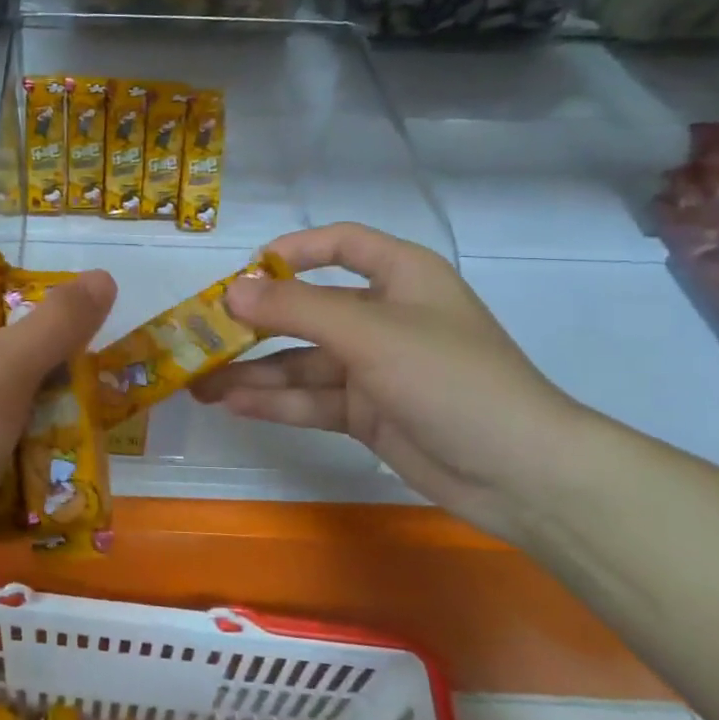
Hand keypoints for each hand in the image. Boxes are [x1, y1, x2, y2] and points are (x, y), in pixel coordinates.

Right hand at [191, 223, 591, 536]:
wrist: (519, 474)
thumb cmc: (450, 378)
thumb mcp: (370, 334)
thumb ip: (297, 311)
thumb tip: (231, 291)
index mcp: (401, 276)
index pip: (341, 245)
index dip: (292, 252)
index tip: (244, 273)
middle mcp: (384, 316)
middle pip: (308, 310)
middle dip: (255, 324)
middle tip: (201, 337)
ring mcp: (374, 368)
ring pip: (301, 362)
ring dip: (253, 372)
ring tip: (199, 383)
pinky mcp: (367, 413)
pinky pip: (311, 399)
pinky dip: (275, 402)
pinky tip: (233, 406)